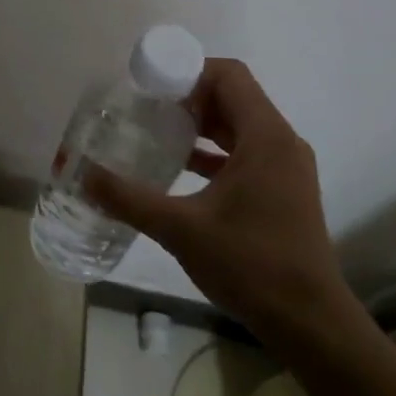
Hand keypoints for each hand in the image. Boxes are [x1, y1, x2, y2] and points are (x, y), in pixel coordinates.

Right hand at [84, 59, 359, 346]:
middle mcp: (281, 143)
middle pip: (234, 97)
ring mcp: (286, 168)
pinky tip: (180, 169)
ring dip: (201, 125)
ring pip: (240, 125)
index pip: (229, 76)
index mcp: (265, 137)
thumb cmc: (251, 264)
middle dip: (189, 97)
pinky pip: (246, 152)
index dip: (189, 72)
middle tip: (147, 109)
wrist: (310, 323)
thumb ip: (129, 199)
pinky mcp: (284, 190)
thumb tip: (85, 175)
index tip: (152, 87)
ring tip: (158, 133)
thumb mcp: (181, 228)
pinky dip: (215, 151)